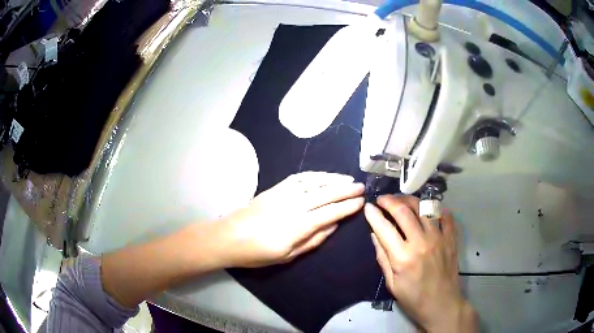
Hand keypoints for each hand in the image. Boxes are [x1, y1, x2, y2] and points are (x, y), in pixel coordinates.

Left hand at [217, 172, 364, 267]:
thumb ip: (313, 240)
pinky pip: (298, 178)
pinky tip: (323, 176)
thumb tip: (334, 225)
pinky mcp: (274, 188)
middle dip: (345, 190)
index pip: (330, 213)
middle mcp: (293, 205)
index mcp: (298, 225)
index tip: (361, 202)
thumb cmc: (257, 253)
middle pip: (325, 194)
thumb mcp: (288, 255)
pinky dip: (314, 175)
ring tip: (347, 179)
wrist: (228, 237)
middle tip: (361, 186)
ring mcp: (283, 194)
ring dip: (332, 179)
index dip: (347, 207)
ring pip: (314, 182)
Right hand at [364, 195, 476, 332]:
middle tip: (382, 200)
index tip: (368, 207)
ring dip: (410, 200)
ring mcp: (439, 238)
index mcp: (403, 257)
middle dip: (390, 201)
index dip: (373, 215)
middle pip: (404, 211)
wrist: (442, 305)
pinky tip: (428, 209)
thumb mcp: (392, 284)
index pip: (384, 228)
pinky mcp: (451, 238)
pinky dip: (436, 208)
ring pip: (424, 207)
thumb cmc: (414, 299)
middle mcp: (421, 242)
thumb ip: (383, 257)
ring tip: (402, 201)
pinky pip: (445, 215)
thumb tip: (374, 234)